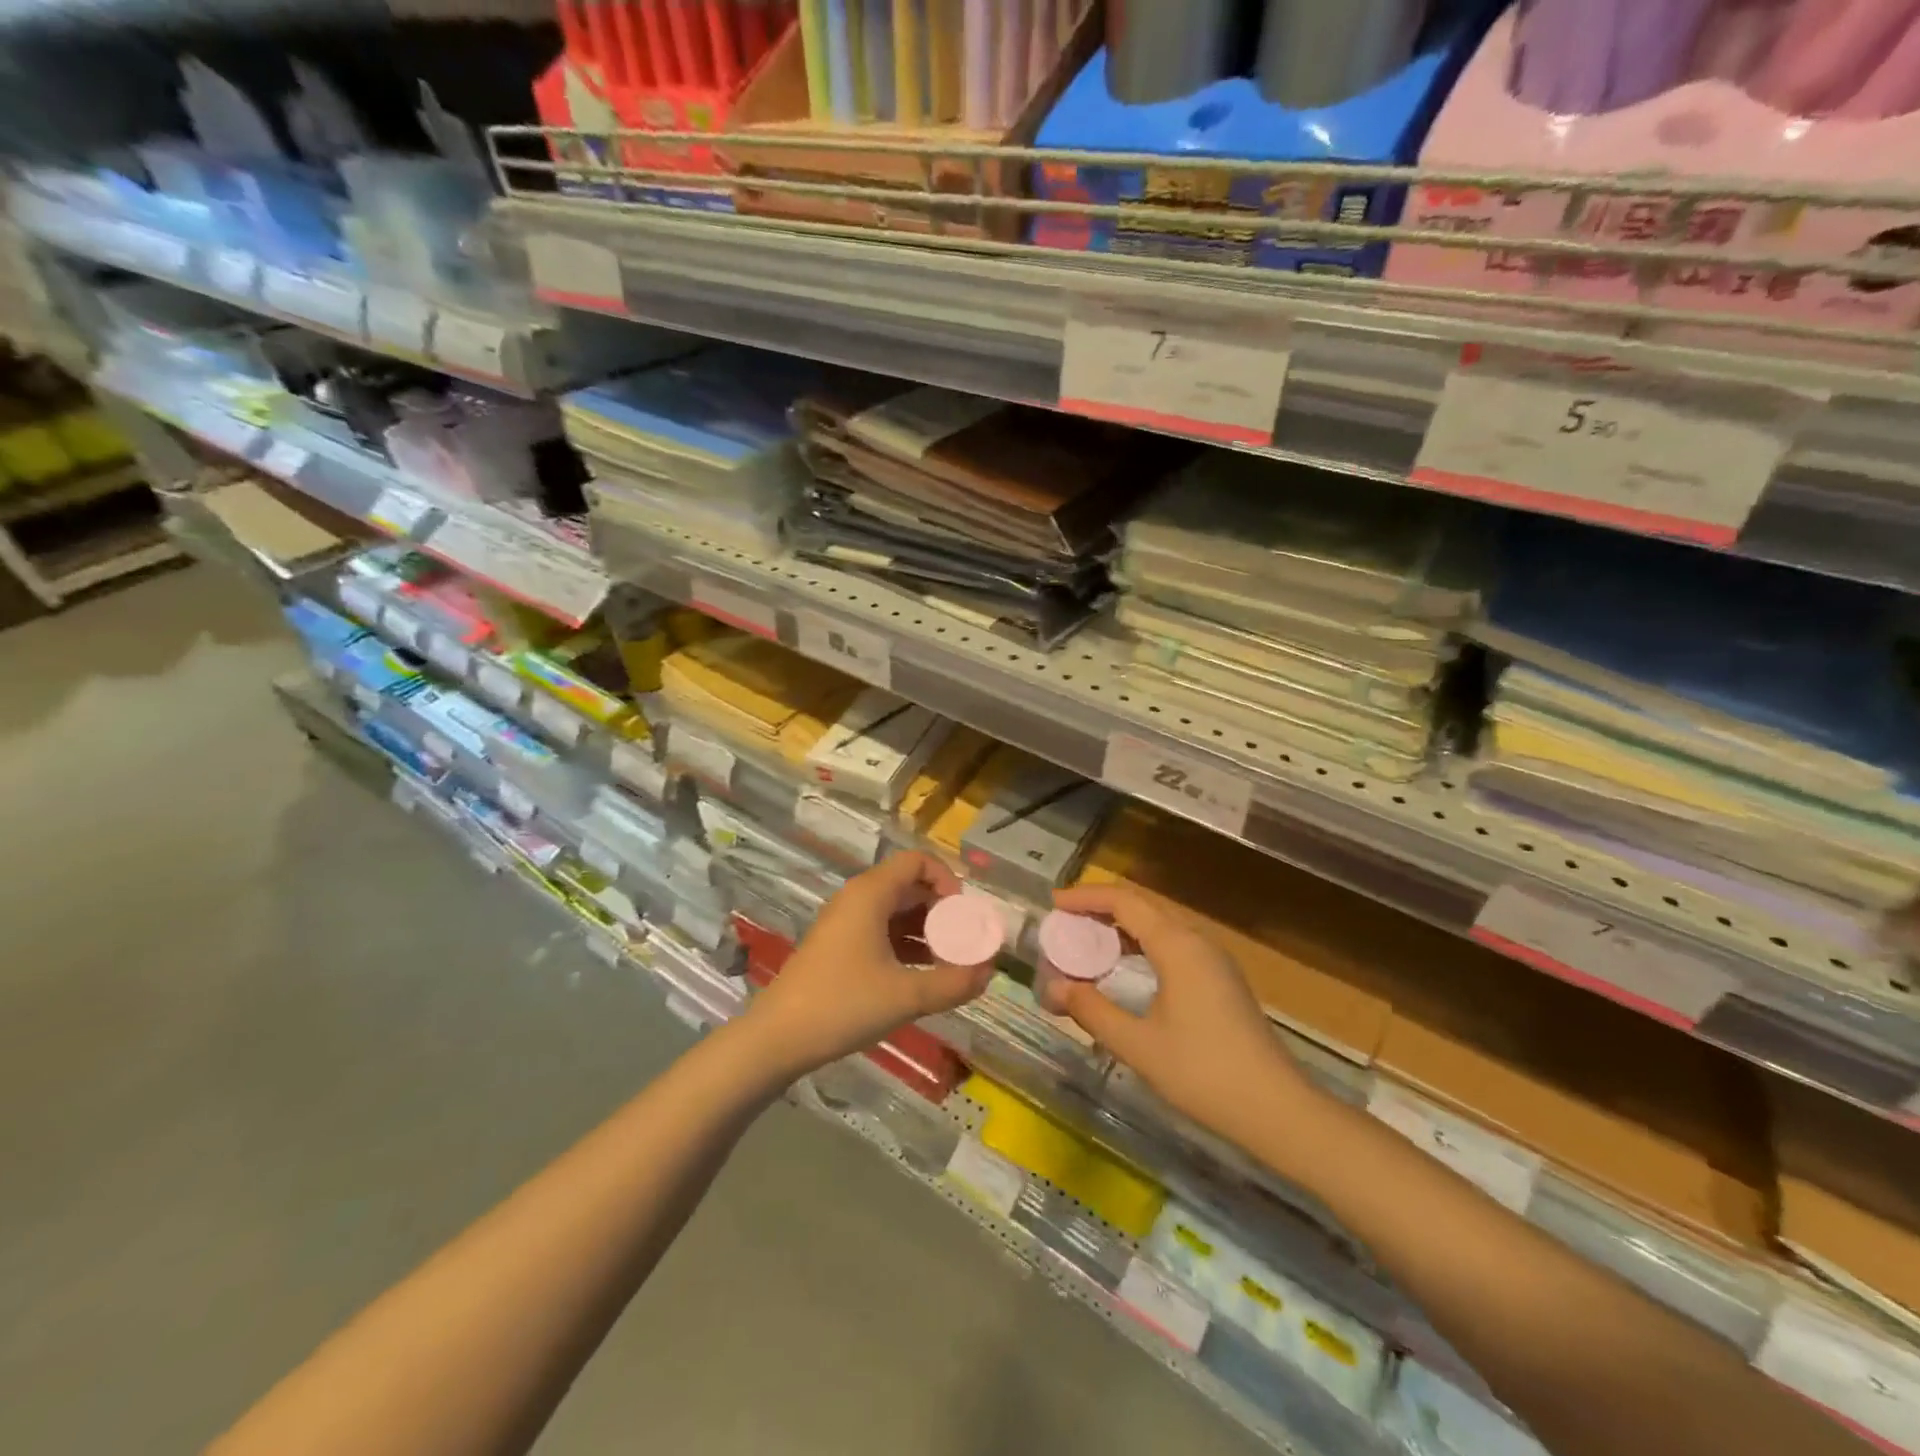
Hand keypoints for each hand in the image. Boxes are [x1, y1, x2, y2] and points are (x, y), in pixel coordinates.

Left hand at [741, 851, 994, 1079]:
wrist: (777, 1038)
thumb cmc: (843, 1005)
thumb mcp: (906, 996)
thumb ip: (953, 983)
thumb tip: (988, 973)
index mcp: (871, 893)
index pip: (917, 861)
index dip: (947, 880)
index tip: (964, 915)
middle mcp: (858, 899)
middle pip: (910, 886)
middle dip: (942, 911)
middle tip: (964, 943)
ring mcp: (846, 923)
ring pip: (896, 911)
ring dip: (926, 931)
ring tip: (949, 963)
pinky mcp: (839, 947)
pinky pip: (882, 932)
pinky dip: (906, 945)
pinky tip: (923, 977)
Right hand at [1039, 882, 1314, 1142]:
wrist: (1277, 1110)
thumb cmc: (1204, 1073)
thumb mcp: (1138, 1045)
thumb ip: (1092, 1011)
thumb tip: (1055, 987)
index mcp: (1177, 945)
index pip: (1124, 901)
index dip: (1085, 897)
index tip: (1053, 904)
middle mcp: (1196, 941)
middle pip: (1141, 907)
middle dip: (1099, 910)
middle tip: (1062, 924)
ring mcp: (1212, 960)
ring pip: (1158, 926)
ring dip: (1119, 929)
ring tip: (1084, 944)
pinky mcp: (1219, 980)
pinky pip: (1171, 946)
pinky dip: (1139, 946)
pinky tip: (1122, 969)